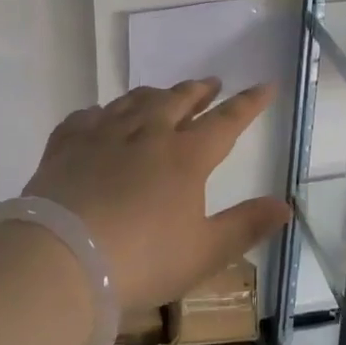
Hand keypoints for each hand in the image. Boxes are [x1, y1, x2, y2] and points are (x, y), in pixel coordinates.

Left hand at [20, 79, 292, 309]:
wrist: (60, 260)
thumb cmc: (141, 260)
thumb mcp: (204, 252)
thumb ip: (246, 226)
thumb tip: (285, 206)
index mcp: (185, 156)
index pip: (227, 120)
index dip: (249, 103)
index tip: (265, 85)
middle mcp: (147, 133)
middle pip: (179, 100)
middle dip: (200, 90)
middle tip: (211, 84)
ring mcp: (103, 133)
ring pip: (135, 100)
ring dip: (156, 94)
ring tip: (163, 95)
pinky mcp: (67, 143)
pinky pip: (89, 115)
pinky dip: (103, 113)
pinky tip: (102, 118)